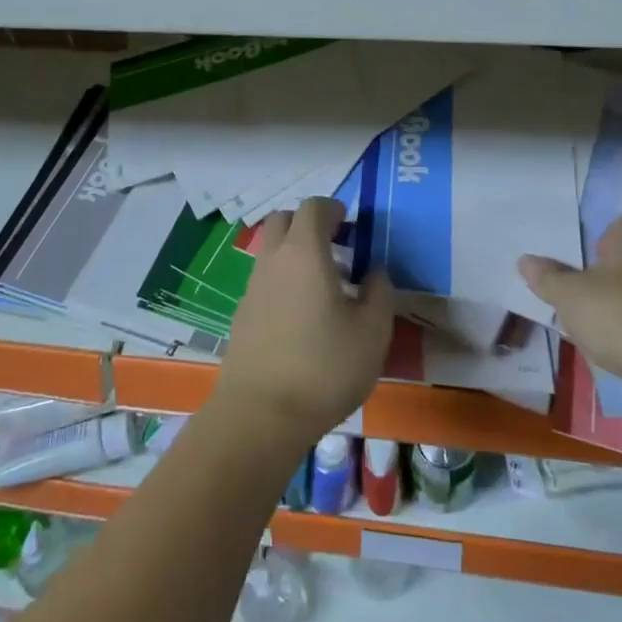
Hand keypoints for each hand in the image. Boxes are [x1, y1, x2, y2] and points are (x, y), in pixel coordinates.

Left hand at [216, 196, 394, 448]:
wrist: (260, 414)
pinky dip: (284, 282)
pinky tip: (304, 317)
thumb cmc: (324, 367)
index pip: (314, 207)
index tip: (352, 226)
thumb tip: (374, 272)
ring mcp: (252, 287)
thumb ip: (379, 292)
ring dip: (296, 254)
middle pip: (284, 220)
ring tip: (326, 287)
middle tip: (337, 247)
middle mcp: (273, 260)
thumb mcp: (372, 331)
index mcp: (304, 252)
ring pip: (272, 251)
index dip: (334, 209)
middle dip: (309, 224)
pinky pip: (265, 281)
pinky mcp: (242, 315)